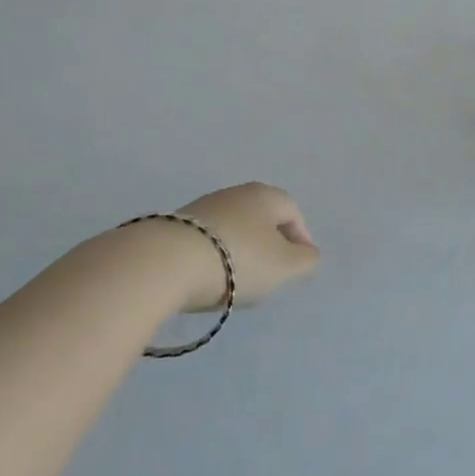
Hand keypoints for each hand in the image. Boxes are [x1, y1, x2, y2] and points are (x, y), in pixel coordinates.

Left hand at [169, 182, 320, 311]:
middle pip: (262, 218)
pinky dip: (214, 256)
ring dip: (240, 251)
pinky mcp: (176, 225)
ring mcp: (203, 207)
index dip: (300, 240)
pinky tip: (208, 278)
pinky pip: (207, 240)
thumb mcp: (284, 266)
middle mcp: (236, 193)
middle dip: (269, 245)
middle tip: (270, 275)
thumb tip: (309, 253)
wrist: (166, 263)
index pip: (293, 212)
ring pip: (234, 229)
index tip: (298, 268)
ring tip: (236, 282)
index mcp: (266, 195)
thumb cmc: (238, 260)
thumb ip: (305, 260)